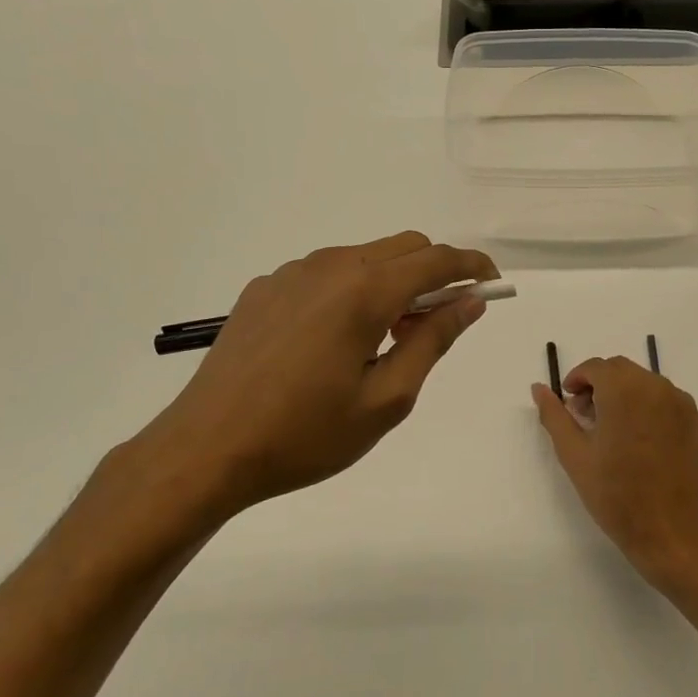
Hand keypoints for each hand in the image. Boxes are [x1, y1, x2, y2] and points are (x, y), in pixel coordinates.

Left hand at [111, 232, 498, 541]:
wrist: (206, 449)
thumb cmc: (305, 434)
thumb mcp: (385, 399)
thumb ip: (433, 341)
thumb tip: (470, 301)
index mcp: (364, 291)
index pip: (436, 259)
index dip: (472, 265)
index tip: (492, 283)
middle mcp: (330, 266)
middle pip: (403, 247)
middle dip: (434, 274)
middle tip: (436, 325)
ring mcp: (291, 273)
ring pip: (364, 257)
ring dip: (392, 282)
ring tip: (383, 340)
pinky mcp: (264, 288)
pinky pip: (326, 273)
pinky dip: (352, 290)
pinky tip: (334, 341)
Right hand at [532, 357, 697, 585]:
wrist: (670, 532)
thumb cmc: (616, 495)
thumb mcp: (574, 455)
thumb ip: (554, 415)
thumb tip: (538, 388)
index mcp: (624, 390)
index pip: (596, 367)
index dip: (577, 380)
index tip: (569, 403)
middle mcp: (656, 387)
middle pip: (622, 370)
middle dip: (600, 385)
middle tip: (587, 417)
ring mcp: (682, 404)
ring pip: (646, 383)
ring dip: (625, 394)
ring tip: (614, 431)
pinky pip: (667, 401)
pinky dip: (649, 408)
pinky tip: (642, 441)